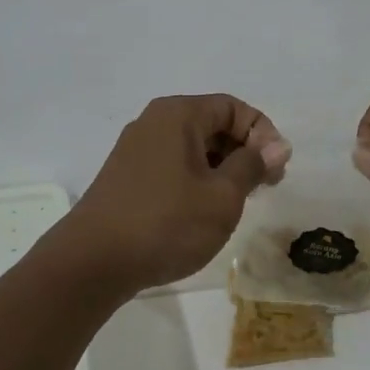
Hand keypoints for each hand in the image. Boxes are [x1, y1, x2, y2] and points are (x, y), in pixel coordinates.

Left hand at [48, 94, 291, 294]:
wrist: (92, 262)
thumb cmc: (166, 223)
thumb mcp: (222, 196)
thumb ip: (252, 166)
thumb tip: (277, 146)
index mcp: (178, 114)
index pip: (233, 107)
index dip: (263, 134)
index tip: (277, 170)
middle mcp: (154, 122)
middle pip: (212, 124)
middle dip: (244, 151)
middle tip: (265, 187)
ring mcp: (136, 149)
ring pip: (193, 147)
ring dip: (222, 169)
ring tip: (237, 203)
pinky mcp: (126, 176)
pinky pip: (173, 165)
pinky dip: (197, 179)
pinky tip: (203, 211)